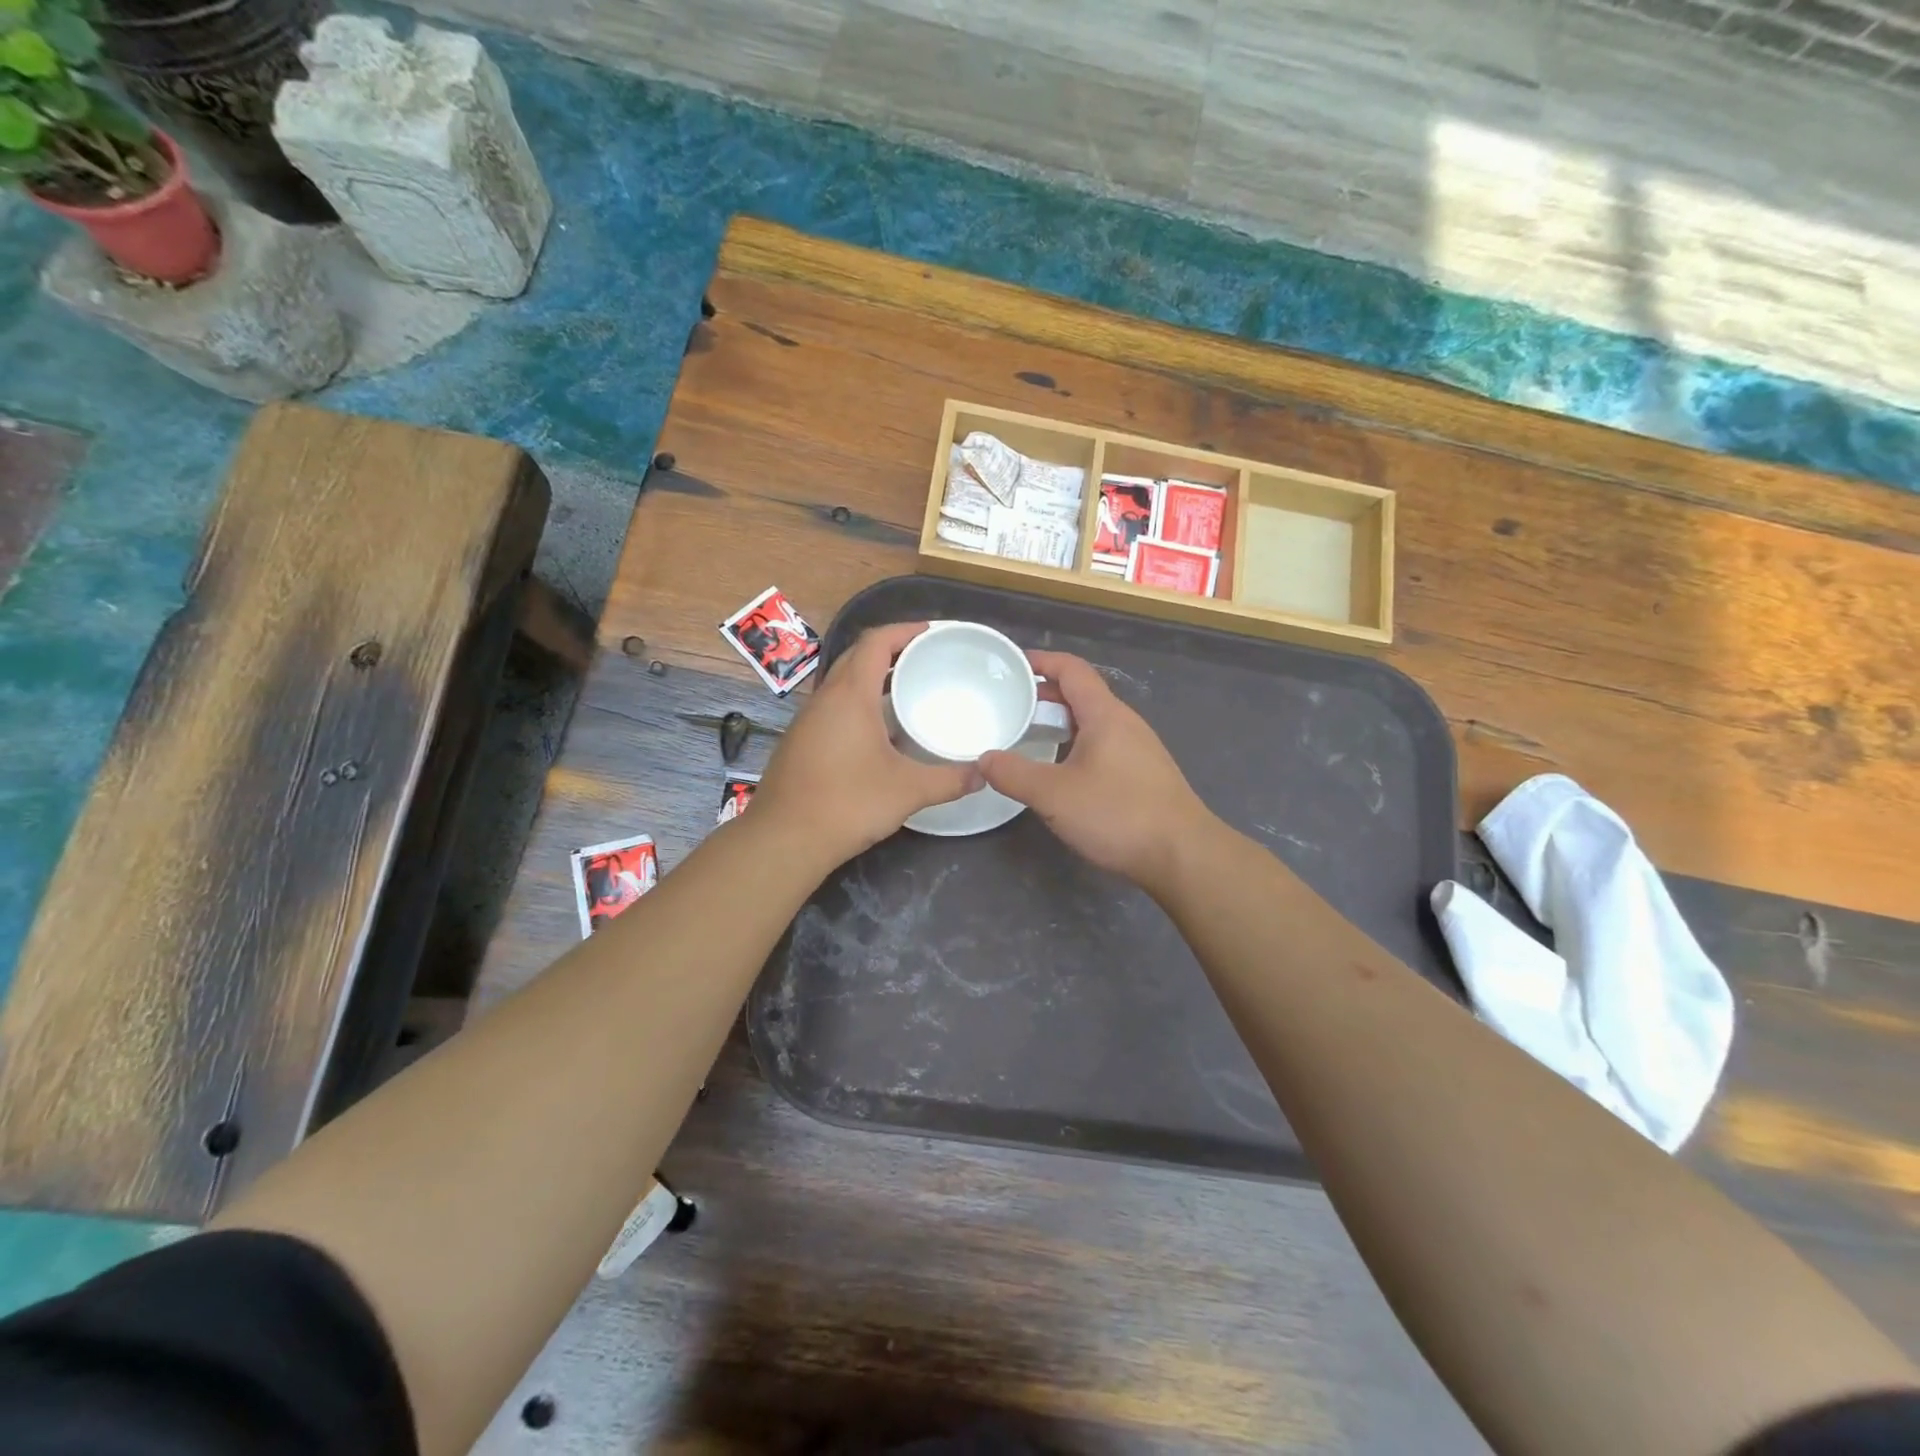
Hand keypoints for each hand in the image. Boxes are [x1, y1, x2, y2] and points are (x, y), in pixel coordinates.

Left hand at [753, 622, 979, 867]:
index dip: (904, 631)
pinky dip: (858, 703)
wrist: (784, 839)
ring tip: (906, 691)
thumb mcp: (909, 791)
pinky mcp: (800, 742)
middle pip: (857, 656)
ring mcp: (808, 721)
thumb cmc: (848, 803)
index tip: (931, 632)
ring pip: (842, 683)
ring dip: (872, 678)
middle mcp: (825, 698)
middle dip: (890, 650)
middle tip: (924, 659)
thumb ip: (950, 780)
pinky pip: (833, 707)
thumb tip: (983, 775)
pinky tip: (878, 732)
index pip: (875, 642)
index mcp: (850, 695)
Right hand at [979, 651, 1214, 888]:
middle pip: (1082, 694)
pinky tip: (1063, 771)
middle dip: (1045, 695)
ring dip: (1061, 722)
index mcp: (1105, 715)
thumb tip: (984, 758)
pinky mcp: (1144, 774)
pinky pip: (1104, 745)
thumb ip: (1014, 774)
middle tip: (1011, 706)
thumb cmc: (1117, 814)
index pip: (1072, 670)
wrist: (1182, 855)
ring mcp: (1139, 749)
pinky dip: (1077, 745)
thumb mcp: (1054, 795)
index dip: (1042, 662)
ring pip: (1093, 722)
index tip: (1012, 666)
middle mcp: (1125, 723)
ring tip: (1030, 737)